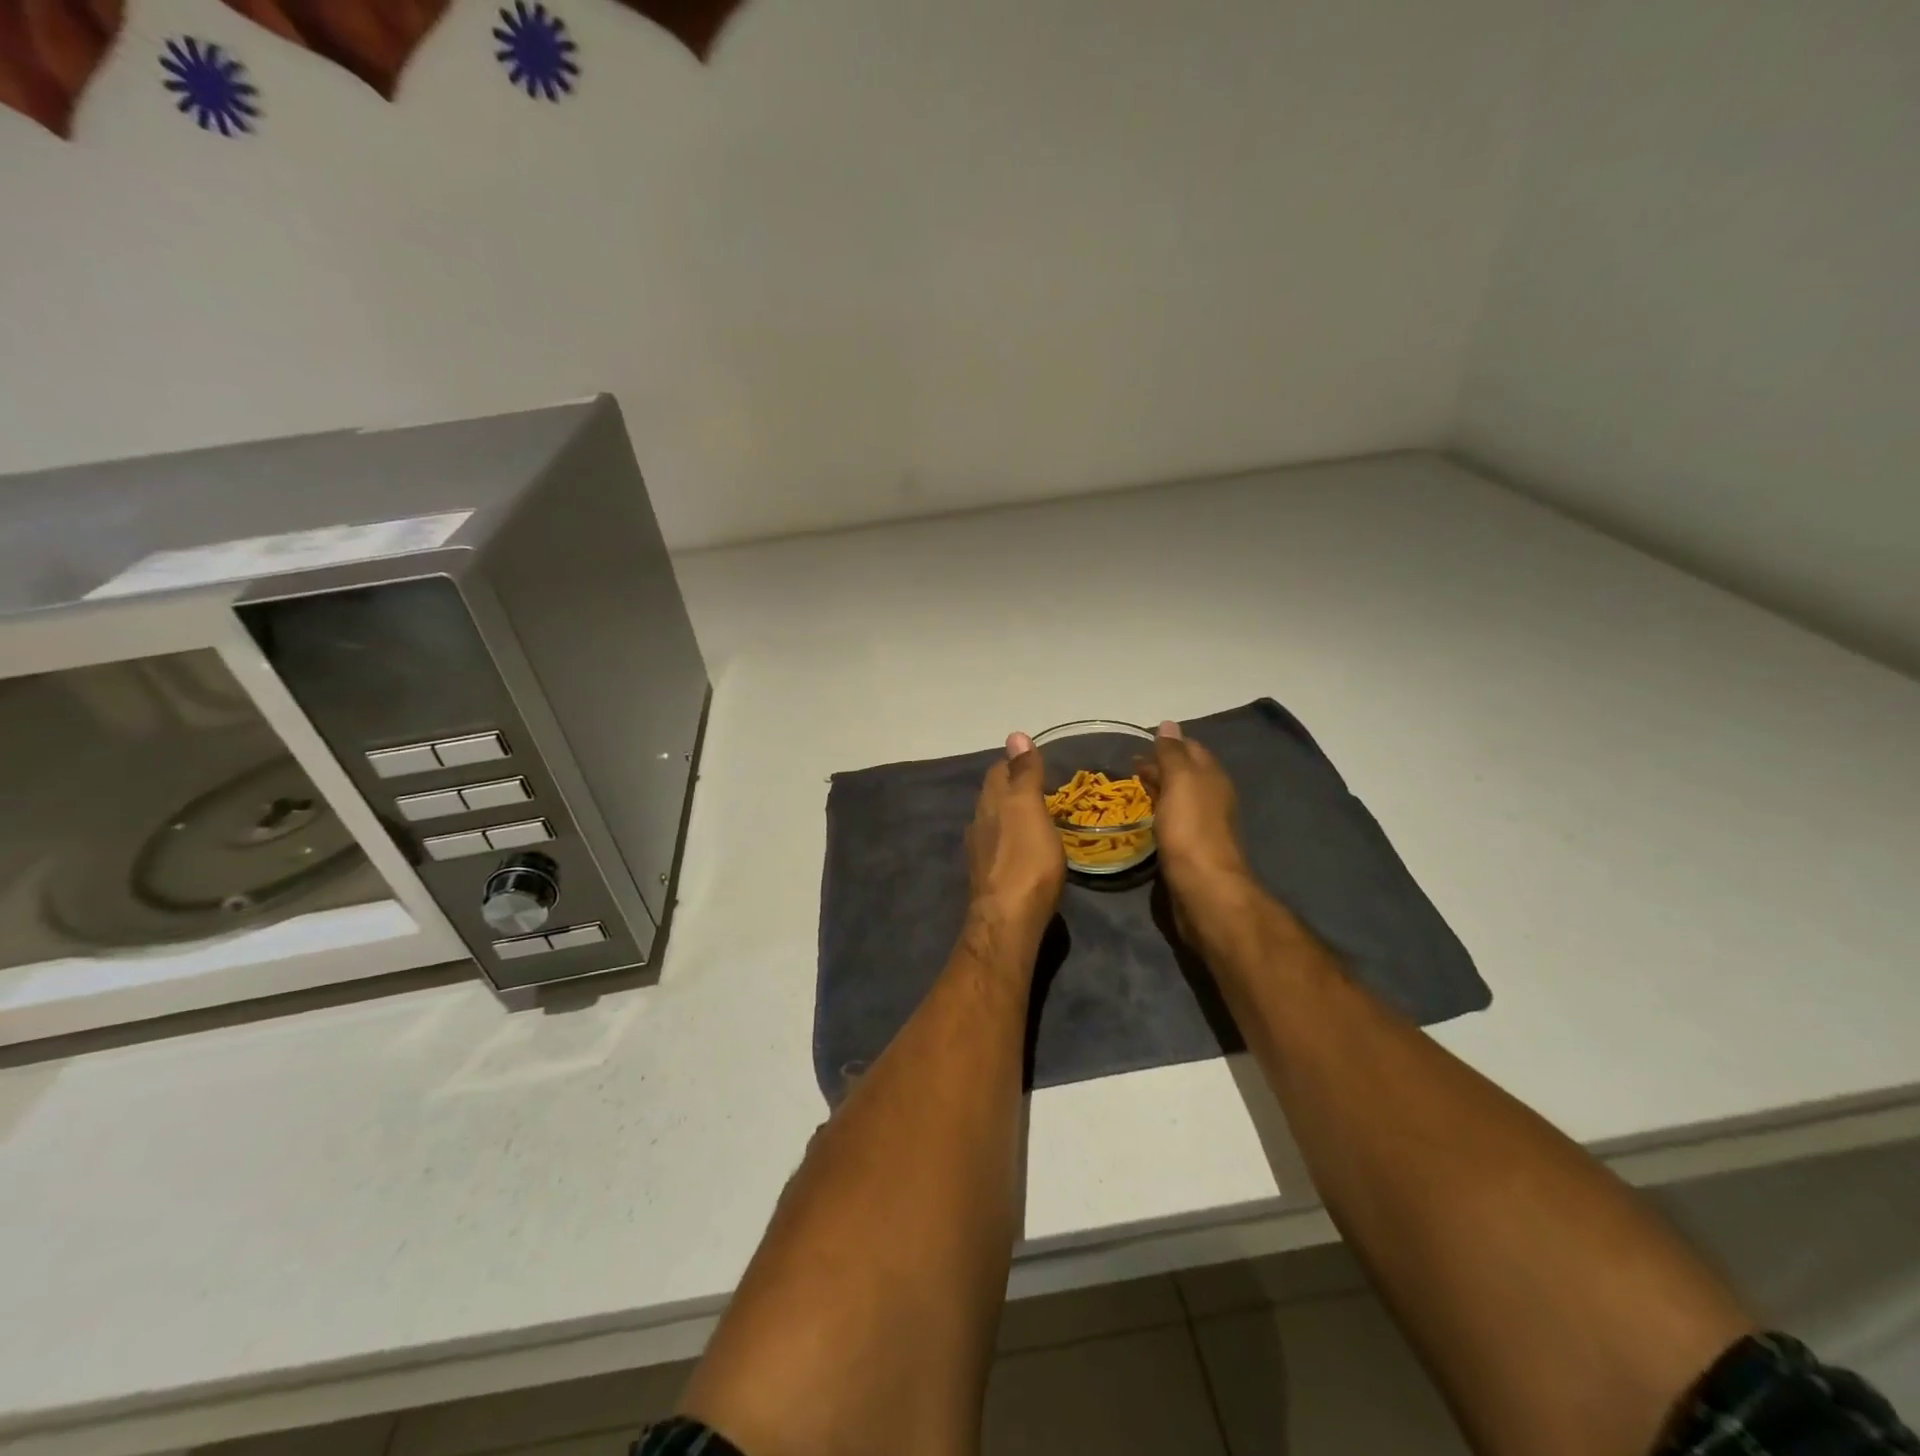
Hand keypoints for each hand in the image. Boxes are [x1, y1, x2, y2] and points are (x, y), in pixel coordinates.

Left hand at [965, 732, 1065, 938]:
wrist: (1008, 920)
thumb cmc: (1026, 860)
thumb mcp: (1029, 809)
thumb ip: (1024, 774)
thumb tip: (1014, 734)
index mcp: (991, 803)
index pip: (998, 771)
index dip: (1013, 763)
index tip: (1033, 761)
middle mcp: (979, 823)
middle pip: (993, 796)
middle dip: (1010, 788)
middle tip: (1038, 787)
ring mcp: (981, 852)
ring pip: (993, 822)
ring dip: (1009, 815)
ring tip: (1034, 816)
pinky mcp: (988, 877)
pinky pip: (998, 847)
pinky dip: (1010, 840)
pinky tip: (1022, 849)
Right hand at [1141, 721, 1257, 939]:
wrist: (1203, 886)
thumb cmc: (1190, 828)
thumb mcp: (1180, 780)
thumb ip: (1172, 752)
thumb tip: (1168, 724)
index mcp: (1212, 776)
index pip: (1190, 748)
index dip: (1166, 743)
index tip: (1138, 743)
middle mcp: (1212, 796)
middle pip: (1185, 772)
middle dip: (1160, 765)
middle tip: (1128, 767)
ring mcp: (1202, 823)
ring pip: (1178, 797)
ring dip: (1158, 789)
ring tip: (1131, 789)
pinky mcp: (1191, 847)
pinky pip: (1173, 820)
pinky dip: (1159, 811)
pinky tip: (1144, 817)